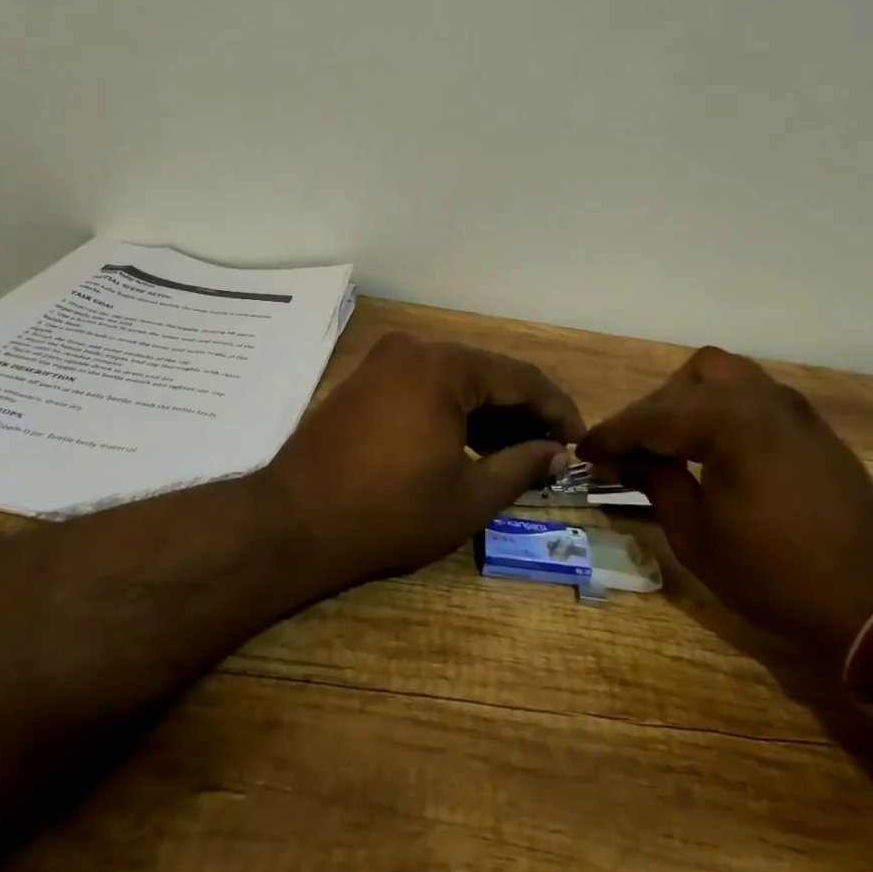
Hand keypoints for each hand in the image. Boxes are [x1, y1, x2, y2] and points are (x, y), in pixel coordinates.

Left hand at [262, 332, 584, 586]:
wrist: (293, 522)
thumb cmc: (389, 512)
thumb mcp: (468, 497)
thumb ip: (522, 466)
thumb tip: (558, 454)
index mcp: (445, 366)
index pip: (522, 378)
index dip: (558, 410)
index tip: (579, 441)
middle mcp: (416, 349)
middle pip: (489, 374)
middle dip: (525, 412)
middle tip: (551, 452)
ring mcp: (385, 362)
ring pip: (457, 379)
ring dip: (490, 413)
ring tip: (518, 453)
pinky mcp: (366, 380)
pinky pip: (426, 386)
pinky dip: (455, 410)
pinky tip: (472, 443)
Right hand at [578, 347, 872, 661]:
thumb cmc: (776, 574)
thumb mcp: (698, 536)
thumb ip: (656, 483)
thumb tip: (619, 461)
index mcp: (729, 422)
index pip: (653, 418)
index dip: (613, 435)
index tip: (585, 451)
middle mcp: (761, 399)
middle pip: (690, 379)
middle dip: (654, 410)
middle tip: (633, 451)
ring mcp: (792, 408)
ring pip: (726, 376)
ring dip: (691, 400)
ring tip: (674, 444)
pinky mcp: (812, 426)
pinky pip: (754, 396)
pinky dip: (723, 409)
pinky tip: (715, 449)